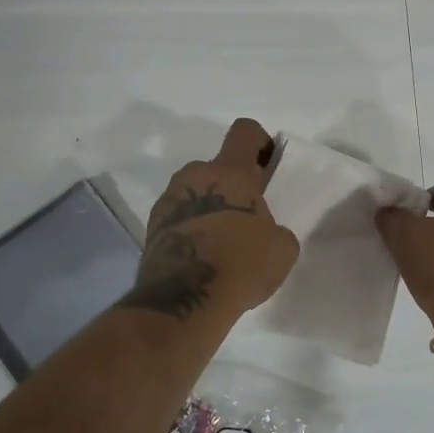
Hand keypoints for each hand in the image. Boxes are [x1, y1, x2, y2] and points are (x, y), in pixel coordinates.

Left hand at [119, 119, 300, 322]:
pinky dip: (191, 227)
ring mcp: (168, 200)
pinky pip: (179, 216)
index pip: (244, 131)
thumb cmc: (240, 263)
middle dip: (233, 185)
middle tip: (247, 217)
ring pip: (196, 191)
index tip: (267, 166)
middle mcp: (194, 175)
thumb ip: (276, 229)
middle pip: (217, 167)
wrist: (184, 301)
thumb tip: (263, 232)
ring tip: (223, 242)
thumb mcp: (281, 249)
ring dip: (209, 206)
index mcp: (230, 171)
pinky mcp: (152, 227)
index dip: (259, 141)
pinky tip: (203, 257)